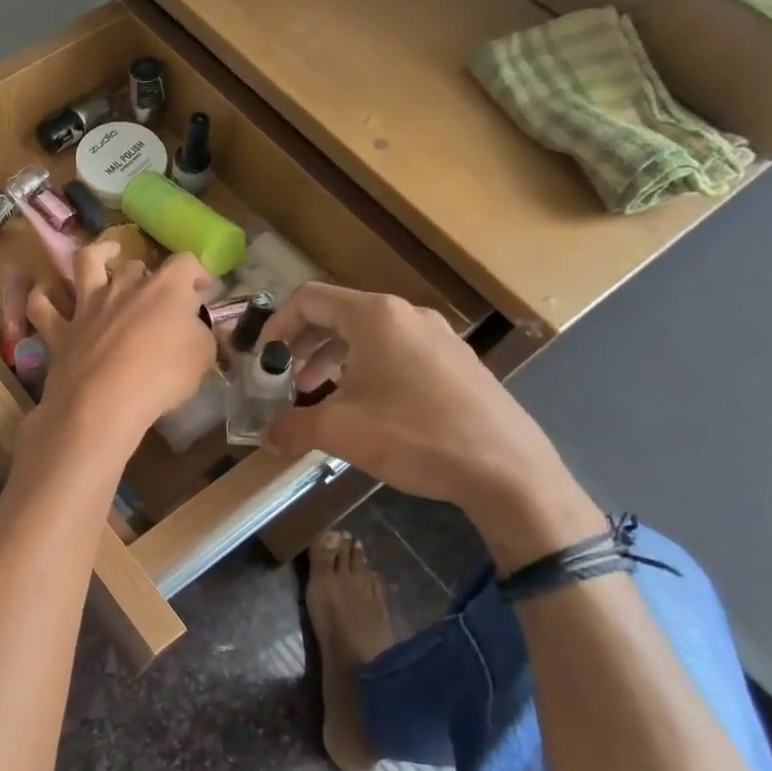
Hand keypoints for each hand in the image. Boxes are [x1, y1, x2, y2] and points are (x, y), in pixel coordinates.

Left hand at [26, 245, 215, 453]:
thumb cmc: (162, 377)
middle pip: (135, 266)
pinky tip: (46, 292)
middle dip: (147, 273)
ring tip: (105, 254)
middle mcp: (123, 288)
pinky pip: (43, 305)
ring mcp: (86, 306)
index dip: (197, 272)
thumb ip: (200, 335)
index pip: (185, 263)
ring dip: (97, 254)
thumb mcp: (202, 357)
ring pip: (86, 264)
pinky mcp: (59, 330)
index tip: (203, 289)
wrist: (104, 402)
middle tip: (153, 290)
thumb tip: (194, 327)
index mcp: (164, 290)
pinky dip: (43, 295)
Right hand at [262, 285, 603, 571]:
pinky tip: (366, 407)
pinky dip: (367, 369)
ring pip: (368, 335)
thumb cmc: (415, 436)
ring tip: (318, 393)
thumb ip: (293, 426)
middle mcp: (407, 315)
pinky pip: (397, 352)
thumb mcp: (340, 432)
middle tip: (285, 378)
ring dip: (332, 359)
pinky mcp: (456, 362)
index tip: (264, 361)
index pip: (309, 299)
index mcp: (375, 317)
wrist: (507, 470)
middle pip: (338, 314)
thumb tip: (267, 436)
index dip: (277, 326)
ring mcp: (438, 337)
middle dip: (303, 345)